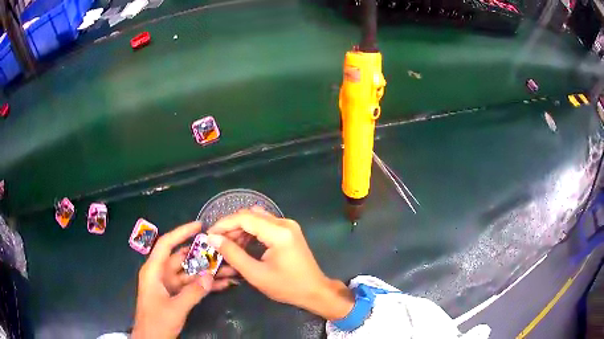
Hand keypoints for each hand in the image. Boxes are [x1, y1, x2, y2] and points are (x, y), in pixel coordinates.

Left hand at [132, 222, 236, 338]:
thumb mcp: (175, 308)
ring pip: (189, 273)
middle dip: (201, 255)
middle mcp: (161, 274)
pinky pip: (191, 285)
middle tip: (221, 250)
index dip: (181, 232)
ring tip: (228, 268)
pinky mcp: (175, 294)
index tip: (199, 226)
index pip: (166, 244)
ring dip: (206, 272)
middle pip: (182, 259)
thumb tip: (210, 276)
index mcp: (154, 271)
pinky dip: (204, 285)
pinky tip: (222, 284)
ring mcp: (169, 285)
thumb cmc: (157, 322)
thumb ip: (193, 292)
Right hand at [207, 208, 353, 319]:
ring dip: (240, 229)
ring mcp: (288, 226)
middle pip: (250, 215)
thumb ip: (233, 254)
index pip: (244, 218)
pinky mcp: (289, 231)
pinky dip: (251, 232)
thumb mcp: (256, 274)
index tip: (209, 235)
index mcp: (278, 232)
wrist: (315, 291)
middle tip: (217, 242)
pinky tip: (242, 244)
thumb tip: (213, 238)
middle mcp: (284, 223)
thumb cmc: (287, 286)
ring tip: (228, 245)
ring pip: (257, 218)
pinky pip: (265, 225)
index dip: (223, 224)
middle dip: (231, 227)